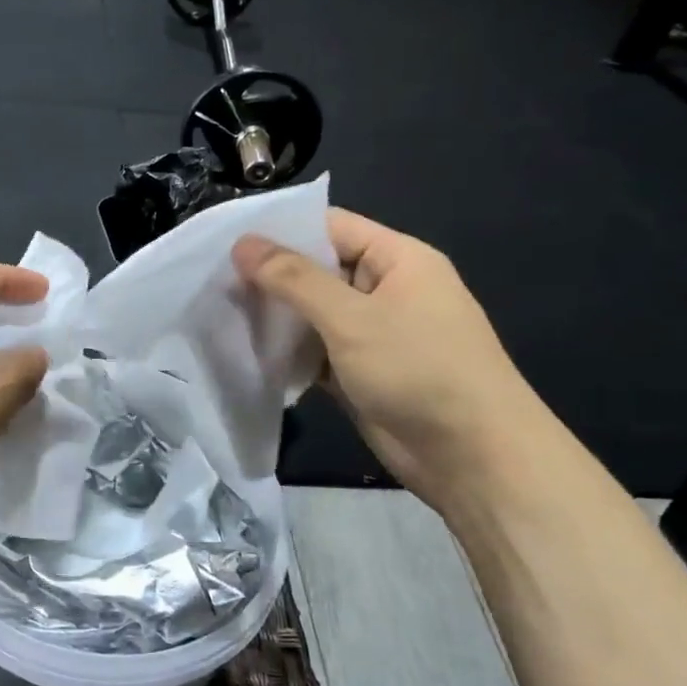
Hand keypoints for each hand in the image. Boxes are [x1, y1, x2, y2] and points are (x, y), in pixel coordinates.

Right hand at [234, 210, 546, 508]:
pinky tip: (248, 352)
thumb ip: (294, 279)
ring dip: (275, 316)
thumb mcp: (352, 318)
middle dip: (270, 277)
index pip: (330, 227)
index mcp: (398, 259)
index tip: (227, 242)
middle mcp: (386, 289)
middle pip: (318, 270)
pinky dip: (288, 352)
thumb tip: (243, 243)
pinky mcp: (361, 372)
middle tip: (213, 281)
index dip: (280, 231)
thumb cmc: (419, 371)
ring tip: (220, 313)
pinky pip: (316, 351)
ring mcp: (374, 333)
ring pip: (314, 314)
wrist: (473, 457)